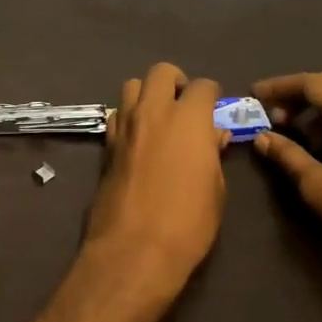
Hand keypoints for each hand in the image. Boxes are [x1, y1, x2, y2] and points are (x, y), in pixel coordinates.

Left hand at [82, 62, 228, 301]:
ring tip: (158, 120)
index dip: (211, 96)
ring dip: (147, 95)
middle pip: (161, 72)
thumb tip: (213, 137)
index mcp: (188, 119)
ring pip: (131, 86)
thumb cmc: (188, 223)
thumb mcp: (217, 190)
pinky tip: (138, 141)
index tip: (214, 112)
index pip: (202, 85)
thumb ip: (213, 155)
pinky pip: (116, 115)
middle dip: (176, 82)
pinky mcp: (105, 145)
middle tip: (185, 107)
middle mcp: (153, 112)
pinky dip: (128, 118)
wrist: (134, 249)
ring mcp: (125, 126)